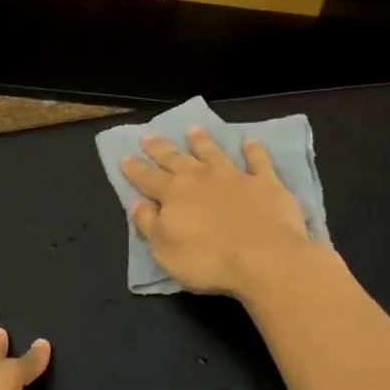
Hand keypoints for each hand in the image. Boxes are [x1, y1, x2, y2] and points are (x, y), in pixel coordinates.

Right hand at [121, 126, 317, 298]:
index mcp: (173, 194)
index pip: (148, 178)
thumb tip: (136, 203)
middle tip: (148, 135)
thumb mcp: (165, 250)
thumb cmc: (208, 260)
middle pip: (176, 159)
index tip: (124, 157)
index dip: (135, 169)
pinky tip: (250, 141)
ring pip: (213, 153)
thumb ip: (149, 224)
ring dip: (201, 141)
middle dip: (160, 148)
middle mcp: (200, 178)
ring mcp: (234, 177)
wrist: (265, 258)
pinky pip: (258, 161)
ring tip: (192, 129)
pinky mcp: (265, 183)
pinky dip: (253, 150)